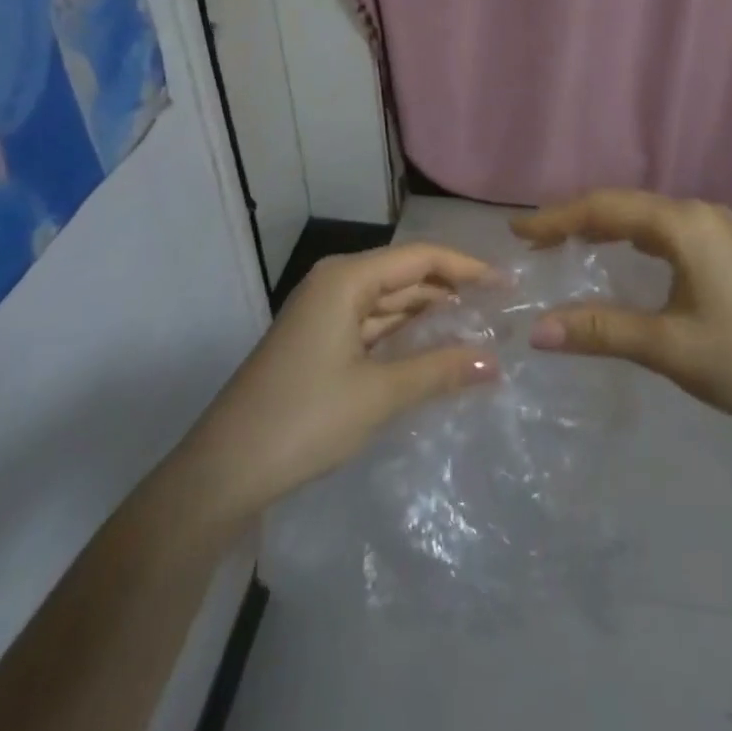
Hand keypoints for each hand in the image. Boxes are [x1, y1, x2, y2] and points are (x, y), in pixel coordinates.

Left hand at [180, 244, 498, 528]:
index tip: (509, 285)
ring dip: (431, 316)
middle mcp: (336, 284)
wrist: (222, 472)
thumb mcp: (378, 394)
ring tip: (480, 330)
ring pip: (390, 303)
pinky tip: (436, 351)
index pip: (421, 257)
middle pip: (406, 276)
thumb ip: (440, 370)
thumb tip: (496, 363)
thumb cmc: (303, 420)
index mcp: (346, 278)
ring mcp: (325, 314)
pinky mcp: (320, 342)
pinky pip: (374, 327)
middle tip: (501, 311)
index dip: (468, 268)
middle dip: (452, 291)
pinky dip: (405, 336)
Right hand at [514, 190, 731, 439]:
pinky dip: (634, 239)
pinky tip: (622, 257)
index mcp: (685, 224)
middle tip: (535, 241)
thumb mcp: (670, 347)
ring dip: (606, 227)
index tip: (517, 233)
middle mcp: (701, 214)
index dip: (557, 218)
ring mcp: (721, 230)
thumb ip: (602, 331)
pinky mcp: (731, 251)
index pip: (605, 209)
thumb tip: (536, 330)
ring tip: (566, 244)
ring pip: (648, 217)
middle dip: (577, 219)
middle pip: (625, 205)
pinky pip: (668, 232)